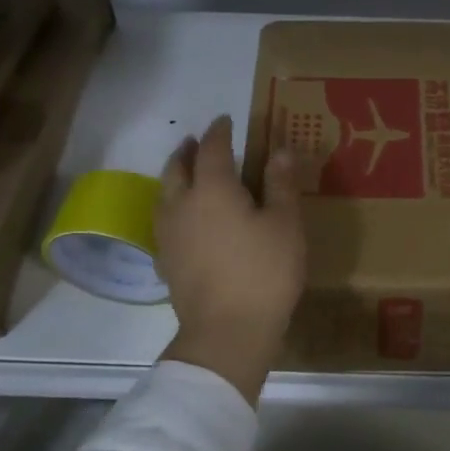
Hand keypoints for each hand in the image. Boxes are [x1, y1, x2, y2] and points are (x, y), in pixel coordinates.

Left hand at [154, 116, 305, 404]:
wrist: (227, 331)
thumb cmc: (264, 272)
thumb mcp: (285, 224)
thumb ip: (281, 184)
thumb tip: (280, 150)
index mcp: (213, 189)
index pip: (213, 149)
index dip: (220, 131)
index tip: (226, 120)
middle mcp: (182, 204)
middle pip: (177, 168)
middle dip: (188, 150)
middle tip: (197, 142)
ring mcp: (168, 235)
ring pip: (164, 194)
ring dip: (174, 177)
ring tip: (186, 174)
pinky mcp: (166, 261)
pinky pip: (164, 222)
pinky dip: (172, 208)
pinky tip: (183, 220)